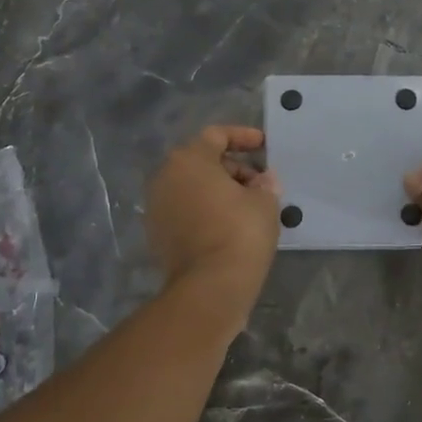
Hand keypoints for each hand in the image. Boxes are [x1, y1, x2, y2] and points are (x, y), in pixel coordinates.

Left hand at [146, 125, 281, 313]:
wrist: (210, 286)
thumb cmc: (240, 232)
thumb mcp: (264, 201)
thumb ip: (265, 183)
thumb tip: (263, 180)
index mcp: (189, 160)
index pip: (216, 136)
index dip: (243, 137)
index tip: (264, 146)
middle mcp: (165, 176)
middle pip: (202, 161)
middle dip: (232, 167)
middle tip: (259, 182)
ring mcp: (156, 206)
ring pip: (192, 186)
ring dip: (218, 189)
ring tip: (247, 205)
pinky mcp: (156, 233)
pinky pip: (185, 210)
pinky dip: (205, 210)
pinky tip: (228, 224)